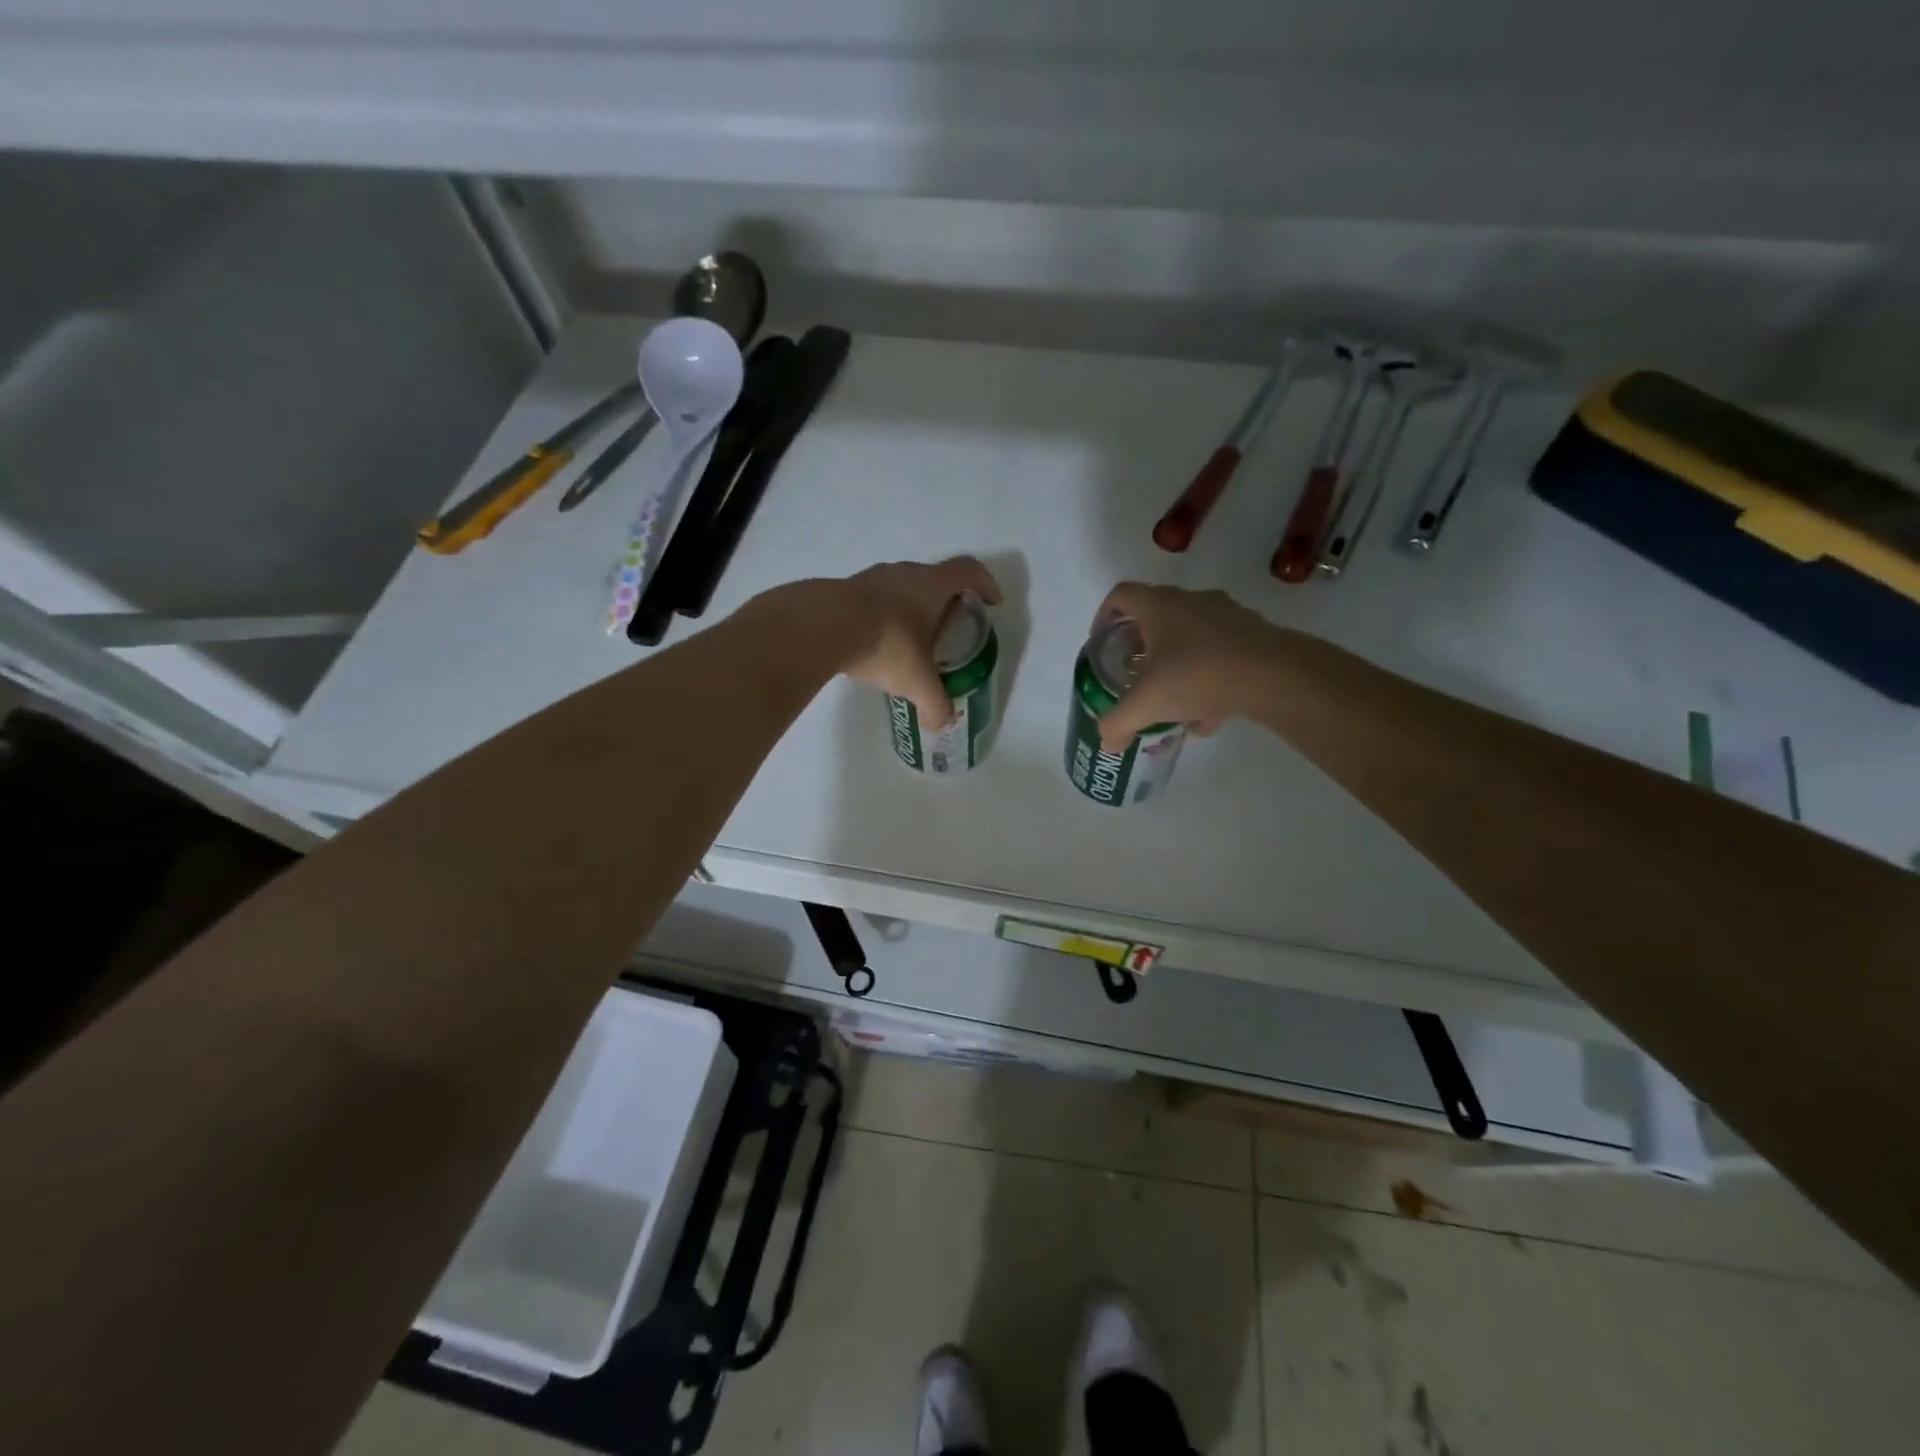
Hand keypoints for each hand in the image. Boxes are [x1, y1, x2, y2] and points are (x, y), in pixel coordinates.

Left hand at [840, 557, 1002, 728]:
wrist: (822, 626)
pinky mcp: (843, 590)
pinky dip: (882, 616)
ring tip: (909, 639)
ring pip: (900, 587)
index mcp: (932, 585)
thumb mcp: (917, 682)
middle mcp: (904, 573)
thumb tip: (942, 723)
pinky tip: (875, 642)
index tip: (991, 603)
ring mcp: (870, 578)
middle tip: (948, 628)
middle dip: (946, 601)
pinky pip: (872, 599)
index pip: (969, 570)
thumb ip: (935, 704)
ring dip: (911, 607)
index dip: (986, 583)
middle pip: (934, 578)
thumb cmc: (886, 644)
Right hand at [1092, 583, 1282, 750]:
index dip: (1104, 616)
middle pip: (1156, 617)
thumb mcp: (1146, 704)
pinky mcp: (1254, 635)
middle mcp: (1191, 601)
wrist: (1275, 674)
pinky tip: (1208, 716)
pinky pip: (1220, 653)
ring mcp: (1227, 615)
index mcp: (1158, 606)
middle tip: (1133, 675)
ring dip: (1176, 667)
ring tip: (1172, 705)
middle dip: (1141, 648)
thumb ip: (1118, 722)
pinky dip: (1208, 679)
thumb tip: (1106, 742)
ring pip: (1190, 638)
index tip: (1101, 642)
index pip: (1120, 596)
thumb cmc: (1197, 675)